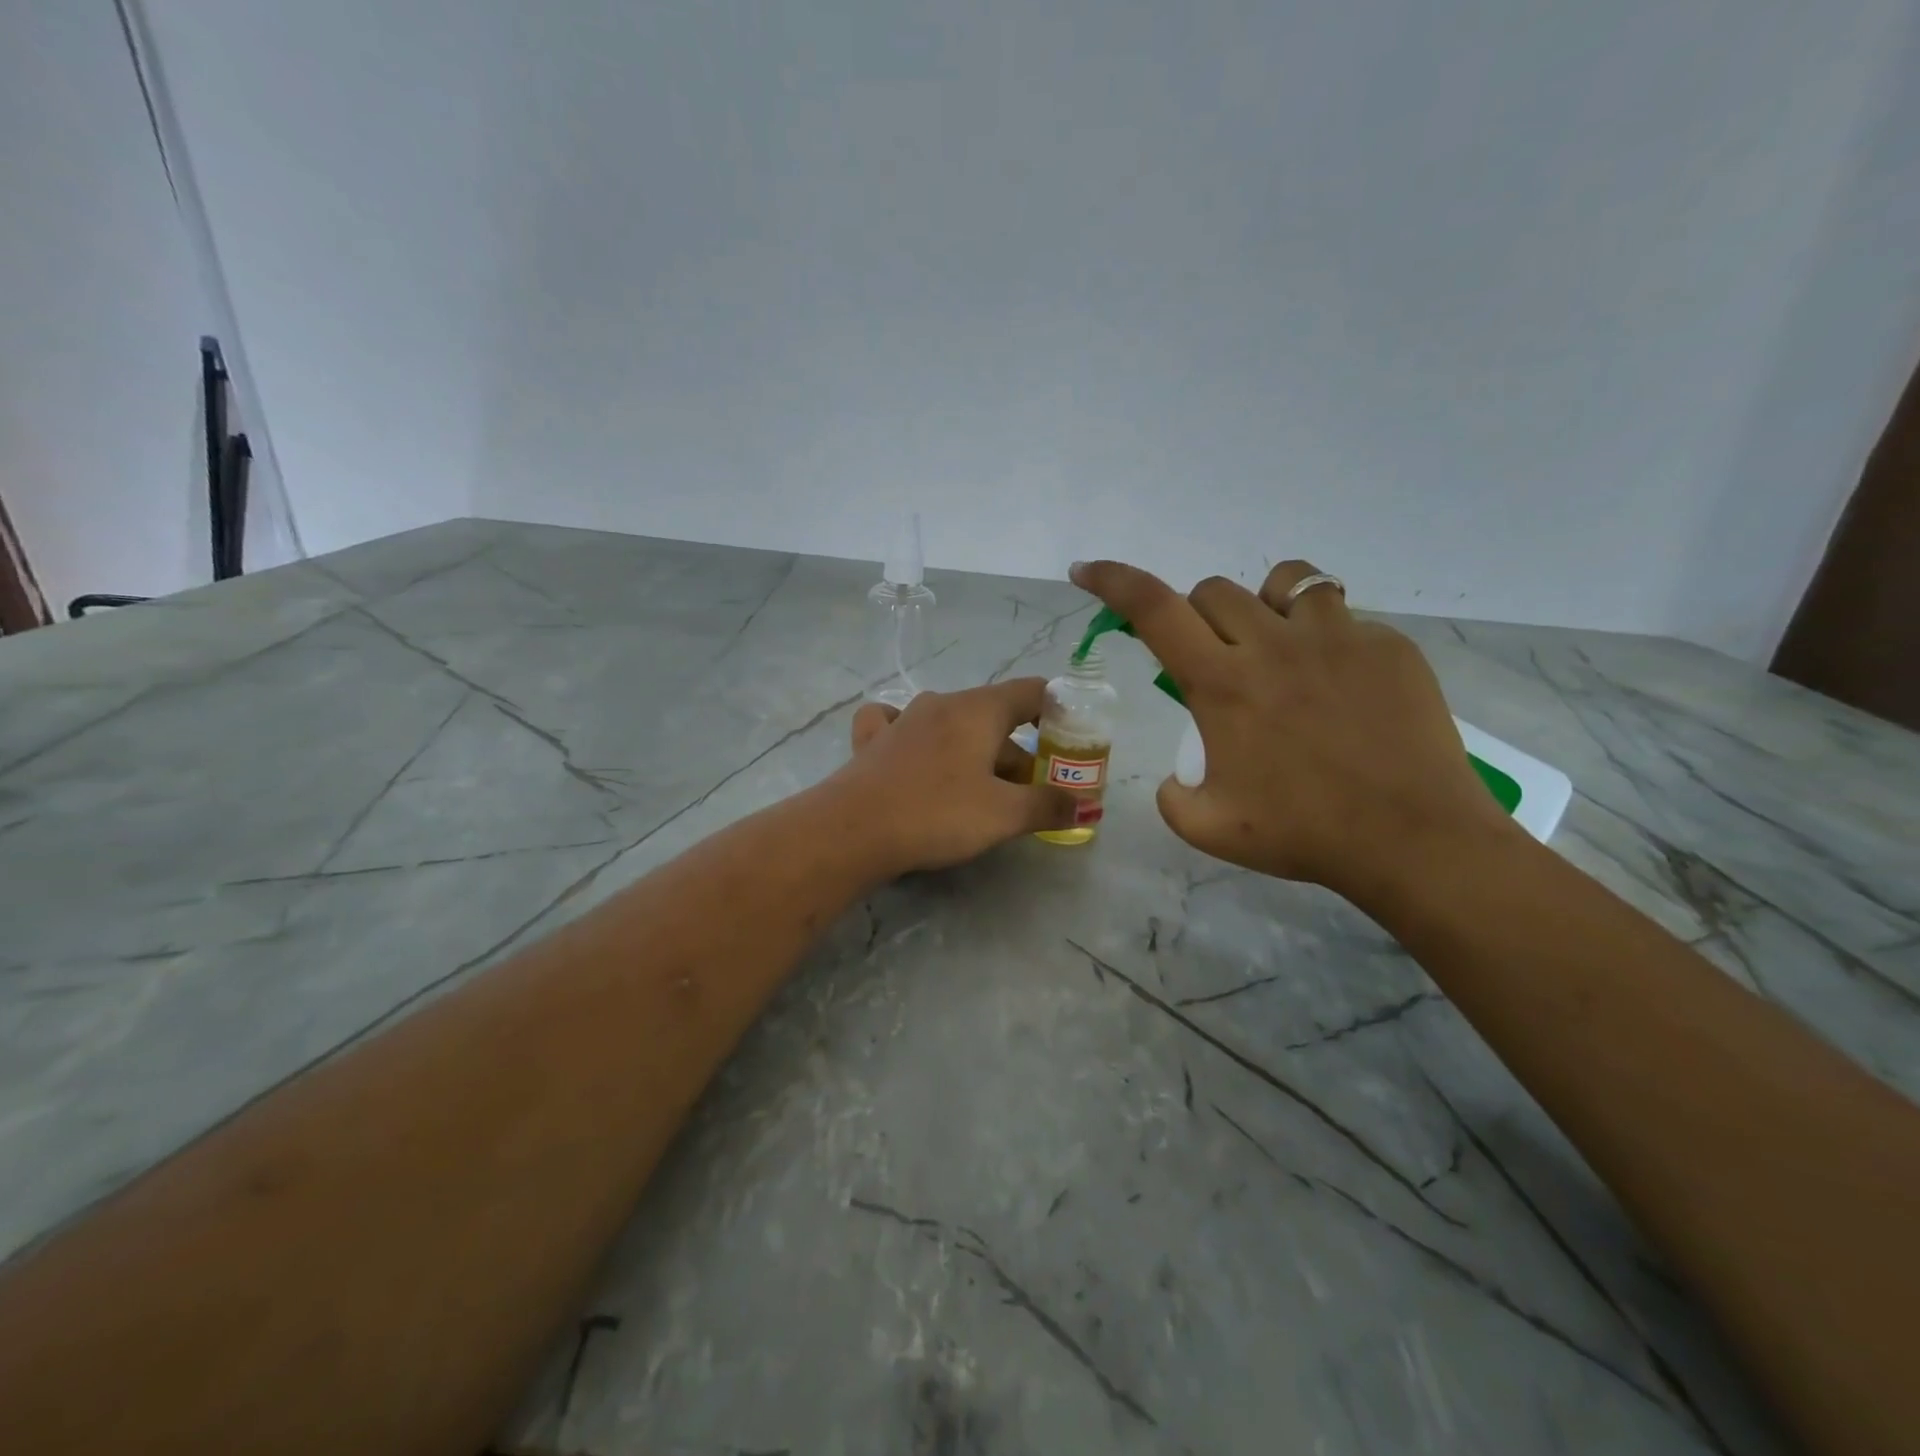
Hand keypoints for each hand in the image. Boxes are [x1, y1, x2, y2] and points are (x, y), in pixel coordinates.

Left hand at [832, 679, 1077, 873]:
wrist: (851, 830)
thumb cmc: (936, 814)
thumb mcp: (1003, 815)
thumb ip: (1047, 805)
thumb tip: (1082, 804)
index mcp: (977, 710)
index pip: (1031, 691)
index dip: (1057, 709)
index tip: (1068, 738)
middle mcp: (941, 703)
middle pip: (994, 718)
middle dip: (1017, 753)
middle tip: (1027, 795)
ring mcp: (903, 719)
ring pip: (953, 726)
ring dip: (975, 754)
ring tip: (982, 793)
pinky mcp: (873, 741)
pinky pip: (902, 726)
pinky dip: (918, 738)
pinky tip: (914, 754)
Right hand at [1069, 559, 1513, 902]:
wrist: (1414, 839)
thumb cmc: (1304, 833)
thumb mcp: (1208, 828)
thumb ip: (1171, 796)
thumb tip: (1176, 775)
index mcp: (1221, 684)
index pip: (1152, 609)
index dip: (1113, 581)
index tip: (1088, 571)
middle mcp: (1272, 644)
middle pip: (1212, 591)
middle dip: (1198, 619)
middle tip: (1214, 664)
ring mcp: (1337, 637)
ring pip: (1284, 581)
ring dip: (1263, 608)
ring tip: (1278, 650)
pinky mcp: (1388, 646)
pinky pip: (1343, 617)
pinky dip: (1324, 638)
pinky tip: (1340, 686)